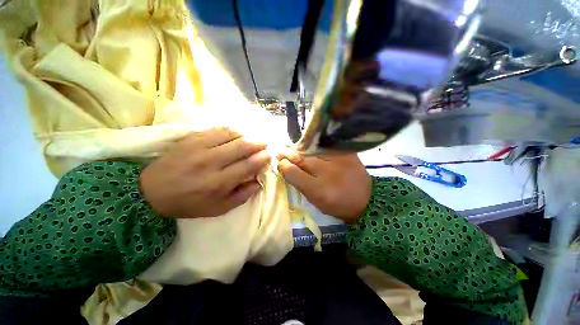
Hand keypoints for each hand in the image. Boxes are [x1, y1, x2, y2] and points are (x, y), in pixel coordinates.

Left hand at [140, 127, 270, 218]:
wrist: (152, 192)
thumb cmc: (189, 203)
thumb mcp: (219, 209)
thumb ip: (242, 196)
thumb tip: (258, 182)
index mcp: (219, 182)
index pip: (249, 165)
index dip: (262, 158)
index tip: (268, 156)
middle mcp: (212, 162)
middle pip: (243, 147)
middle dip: (258, 144)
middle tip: (264, 144)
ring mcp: (200, 148)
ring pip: (231, 135)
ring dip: (246, 135)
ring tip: (252, 138)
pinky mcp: (191, 139)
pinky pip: (217, 129)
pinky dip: (231, 130)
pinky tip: (237, 133)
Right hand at [277, 148, 371, 221]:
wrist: (365, 198)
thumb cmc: (336, 203)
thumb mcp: (315, 199)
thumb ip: (299, 183)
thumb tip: (285, 166)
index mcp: (319, 190)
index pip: (293, 172)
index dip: (283, 166)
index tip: (278, 162)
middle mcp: (327, 172)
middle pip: (301, 158)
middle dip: (287, 153)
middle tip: (279, 151)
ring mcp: (338, 159)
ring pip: (310, 149)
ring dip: (297, 147)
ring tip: (288, 145)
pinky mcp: (346, 151)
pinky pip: (324, 144)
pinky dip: (312, 143)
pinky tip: (305, 143)